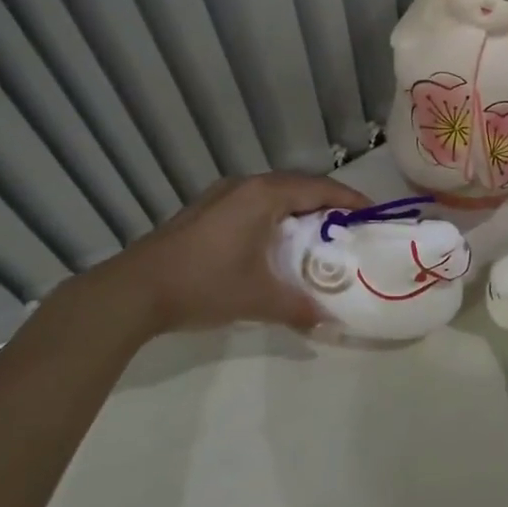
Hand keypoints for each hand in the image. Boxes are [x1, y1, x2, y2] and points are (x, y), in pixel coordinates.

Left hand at [81, 172, 372, 338]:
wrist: (135, 289)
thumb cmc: (204, 284)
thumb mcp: (257, 298)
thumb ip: (298, 307)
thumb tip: (329, 321)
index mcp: (264, 195)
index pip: (319, 189)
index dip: (349, 200)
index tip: (372, 213)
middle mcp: (246, 185)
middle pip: (298, 186)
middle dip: (326, 203)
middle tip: (348, 226)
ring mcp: (222, 194)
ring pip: (273, 193)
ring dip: (298, 208)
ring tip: (316, 233)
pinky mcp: (206, 208)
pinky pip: (254, 202)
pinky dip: (274, 214)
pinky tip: (274, 240)